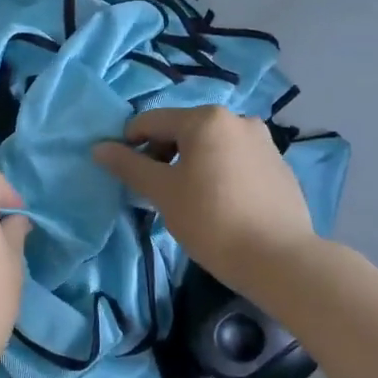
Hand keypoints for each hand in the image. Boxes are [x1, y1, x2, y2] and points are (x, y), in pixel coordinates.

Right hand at [93, 106, 316, 290]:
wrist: (279, 258)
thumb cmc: (211, 219)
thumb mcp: (162, 192)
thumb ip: (128, 166)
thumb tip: (99, 148)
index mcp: (205, 119)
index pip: (151, 121)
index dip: (130, 145)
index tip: (126, 175)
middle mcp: (237, 119)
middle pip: (183, 130)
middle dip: (162, 155)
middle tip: (155, 191)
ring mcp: (263, 141)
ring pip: (210, 146)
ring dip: (189, 164)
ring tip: (187, 200)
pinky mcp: (278, 165)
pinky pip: (234, 160)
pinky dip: (217, 173)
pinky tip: (218, 205)